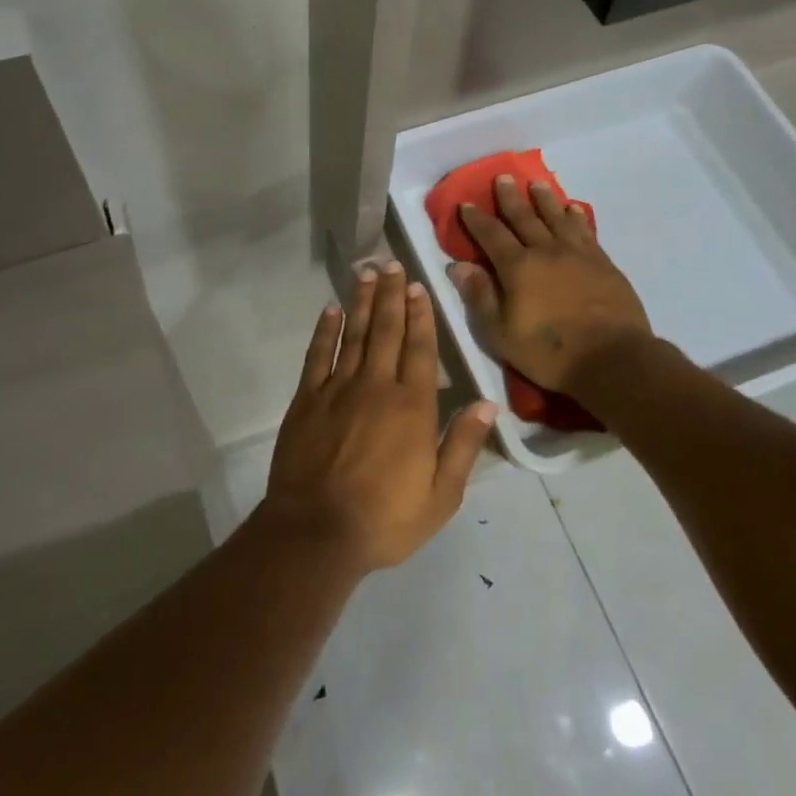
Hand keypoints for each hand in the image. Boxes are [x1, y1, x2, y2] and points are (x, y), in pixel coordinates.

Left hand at [261, 263, 496, 572]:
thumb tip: (488, 403)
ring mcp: (337, 389)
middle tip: (391, 263)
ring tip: (366, 272)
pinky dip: (325, 330)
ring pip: (353, 335)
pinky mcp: (306, 399)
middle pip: (386, 330)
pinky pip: (317, 355)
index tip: (418, 286)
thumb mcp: (441, 495)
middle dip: (390, 295)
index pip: (420, 348)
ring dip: (361, 301)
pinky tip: (330, 309)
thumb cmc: (385, 519)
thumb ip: (464, 445)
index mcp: (412, 407)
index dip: (420, 315)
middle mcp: (376, 386)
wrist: (316, 532)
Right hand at [448, 175, 655, 399]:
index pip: (491, 235)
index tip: (466, 204)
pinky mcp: (603, 264)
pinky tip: (573, 209)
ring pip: (557, 218)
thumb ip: (479, 297)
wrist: (612, 359)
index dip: (477, 219)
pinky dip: (576, 217)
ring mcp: (578, 255)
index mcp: (517, 267)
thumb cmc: (548, 351)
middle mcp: (546, 251)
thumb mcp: (500, 333)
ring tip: (537, 184)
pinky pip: (585, 231)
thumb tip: (458, 266)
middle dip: (510, 198)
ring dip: (545, 200)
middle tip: (503, 178)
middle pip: (525, 218)